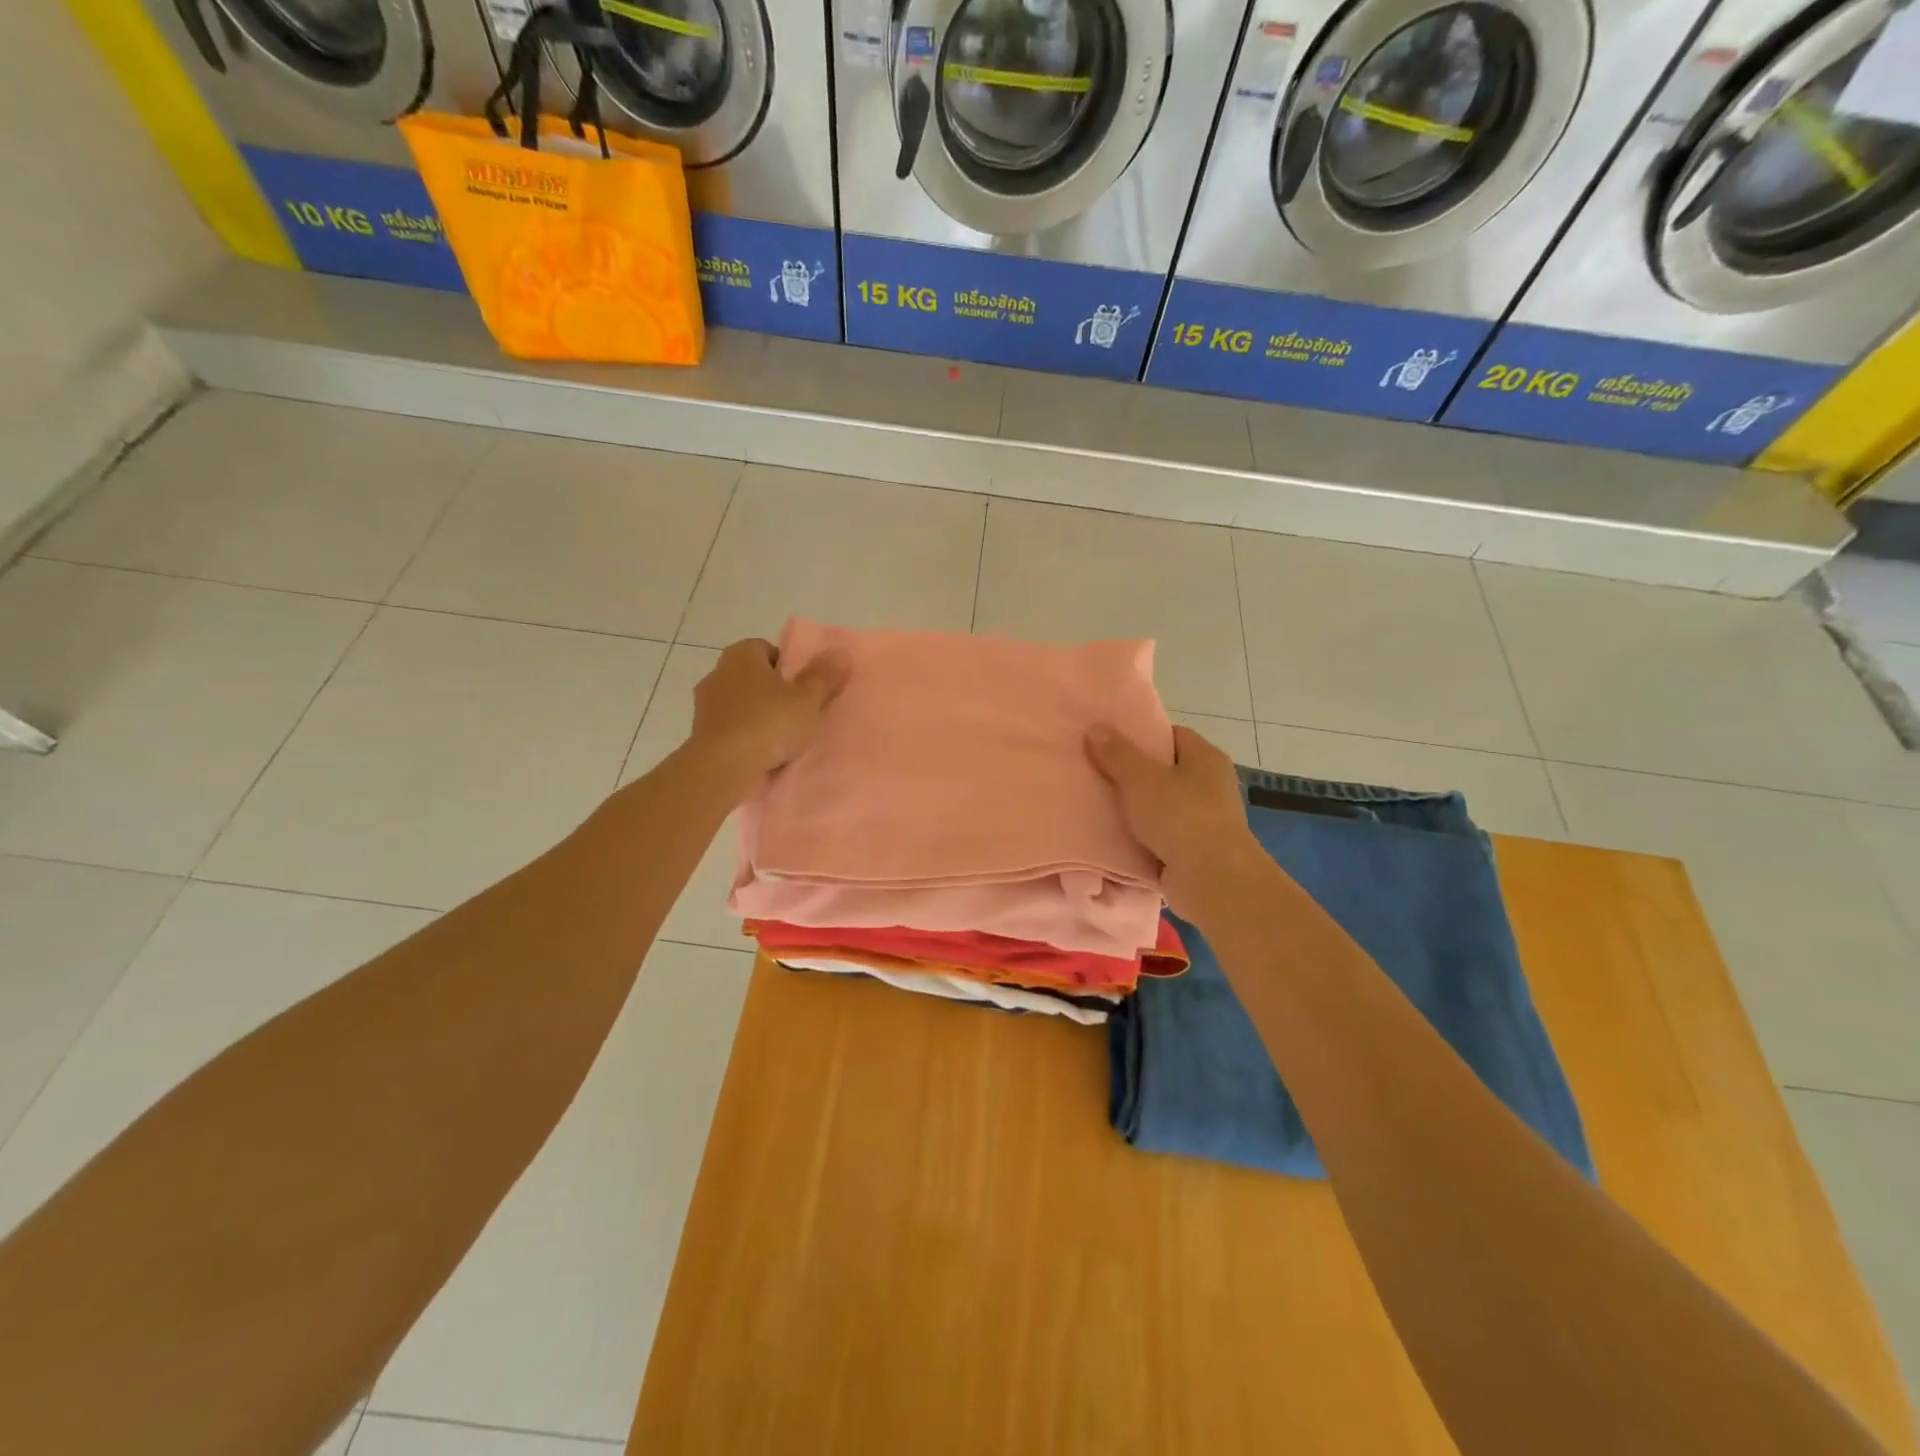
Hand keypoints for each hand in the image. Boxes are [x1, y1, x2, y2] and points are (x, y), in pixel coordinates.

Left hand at [690, 638, 849, 788]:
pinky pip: (731, 728)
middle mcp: (718, 672)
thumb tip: (840, 653)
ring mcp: (705, 705)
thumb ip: (824, 677)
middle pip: (754, 677)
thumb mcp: (807, 700)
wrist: (723, 768)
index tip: (805, 689)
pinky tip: (763, 754)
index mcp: (741, 655)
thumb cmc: (768, 724)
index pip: (768, 650)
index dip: (789, 667)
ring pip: (741, 704)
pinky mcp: (701, 734)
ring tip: (784, 738)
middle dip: (774, 692)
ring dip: (758, 716)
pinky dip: (745, 737)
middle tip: (799, 712)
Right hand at [1086, 724, 1267, 924]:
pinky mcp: (1193, 851)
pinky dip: (1139, 838)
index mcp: (1206, 759)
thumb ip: (1117, 754)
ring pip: (1159, 807)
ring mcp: (1203, 821)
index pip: (1172, 736)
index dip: (1142, 736)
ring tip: (1095, 805)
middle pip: (1163, 772)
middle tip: (1095, 773)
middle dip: (1131, 775)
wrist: (1213, 882)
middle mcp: (1210, 786)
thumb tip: (1096, 728)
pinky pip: (1159, 837)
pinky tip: (1110, 837)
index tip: (1109, 743)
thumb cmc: (1182, 818)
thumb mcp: (1142, 779)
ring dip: (1133, 810)